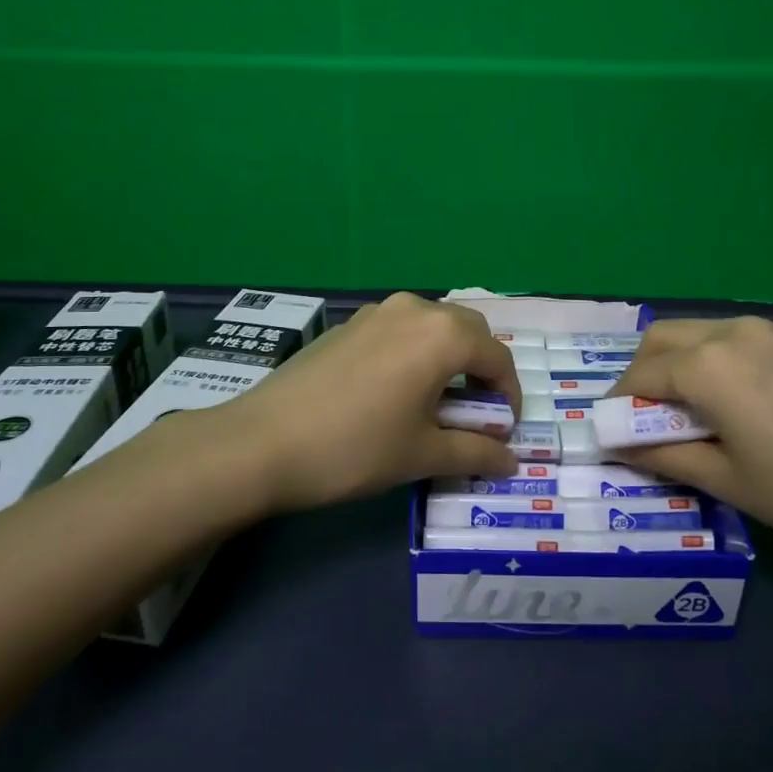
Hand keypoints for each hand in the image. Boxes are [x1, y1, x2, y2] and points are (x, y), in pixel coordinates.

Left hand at [210, 292, 520, 511]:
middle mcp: (414, 309)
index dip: (509, 395)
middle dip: (481, 370)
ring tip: (436, 403)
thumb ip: (476, 453)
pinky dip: (415, 354)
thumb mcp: (422, 455)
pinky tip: (395, 391)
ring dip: (448, 359)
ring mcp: (377, 311)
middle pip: (468, 332)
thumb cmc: (355, 448)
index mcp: (442, 335)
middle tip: (475, 414)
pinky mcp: (349, 324)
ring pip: (432, 326)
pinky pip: (400, 330)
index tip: (504, 430)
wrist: (262, 442)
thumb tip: (511, 462)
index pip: (497, 358)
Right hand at [608, 317, 772, 571]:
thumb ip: (665, 454)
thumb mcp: (730, 483)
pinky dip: (747, 362)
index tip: (613, 426)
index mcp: (710, 365)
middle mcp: (741, 330)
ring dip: (695, 361)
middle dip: (646, 370)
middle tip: (649, 410)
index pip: (640, 375)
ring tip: (712, 405)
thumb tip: (621, 444)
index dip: (618, 401)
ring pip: (716, 332)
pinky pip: (766, 339)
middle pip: (668, 337)